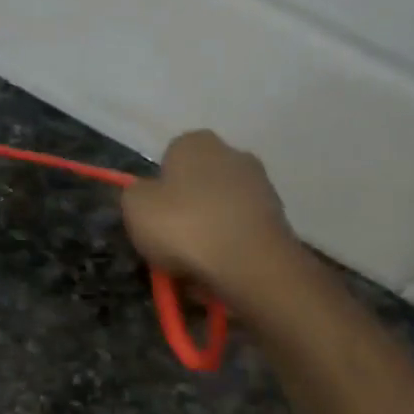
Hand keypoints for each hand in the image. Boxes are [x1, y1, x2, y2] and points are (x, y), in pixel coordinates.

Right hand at [120, 131, 300, 309]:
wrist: (250, 264)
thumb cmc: (185, 227)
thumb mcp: (135, 208)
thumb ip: (135, 194)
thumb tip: (146, 195)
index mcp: (196, 142)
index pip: (169, 158)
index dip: (158, 190)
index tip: (153, 218)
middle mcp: (233, 153)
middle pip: (197, 184)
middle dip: (186, 210)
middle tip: (171, 244)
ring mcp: (260, 185)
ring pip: (220, 210)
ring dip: (208, 232)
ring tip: (195, 266)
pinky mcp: (278, 217)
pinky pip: (240, 232)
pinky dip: (230, 247)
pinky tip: (220, 271)